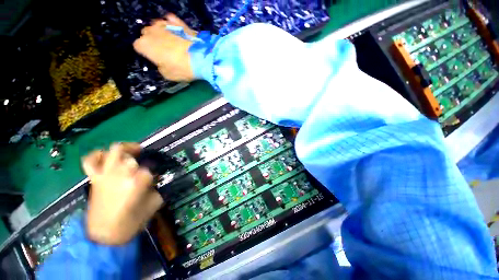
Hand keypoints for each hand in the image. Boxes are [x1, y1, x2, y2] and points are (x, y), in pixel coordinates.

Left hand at [82, 143, 162, 244]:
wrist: (105, 236)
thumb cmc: (132, 221)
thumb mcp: (154, 203)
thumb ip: (157, 188)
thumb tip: (157, 179)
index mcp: (138, 181)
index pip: (150, 168)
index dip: (154, 173)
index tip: (155, 179)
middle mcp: (121, 173)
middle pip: (132, 157)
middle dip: (140, 161)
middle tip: (144, 168)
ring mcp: (105, 174)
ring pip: (115, 151)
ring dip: (125, 150)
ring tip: (131, 153)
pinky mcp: (94, 178)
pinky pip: (90, 161)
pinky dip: (97, 155)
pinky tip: (106, 156)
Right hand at [133, 13, 194, 81]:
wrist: (201, 57)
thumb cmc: (182, 68)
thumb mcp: (167, 74)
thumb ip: (160, 66)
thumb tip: (161, 61)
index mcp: (144, 45)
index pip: (138, 46)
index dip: (145, 52)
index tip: (154, 58)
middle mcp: (151, 31)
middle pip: (146, 34)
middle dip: (151, 41)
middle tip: (163, 51)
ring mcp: (164, 24)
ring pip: (156, 26)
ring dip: (160, 32)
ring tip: (170, 42)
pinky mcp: (177, 22)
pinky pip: (170, 20)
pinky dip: (171, 24)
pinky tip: (176, 31)